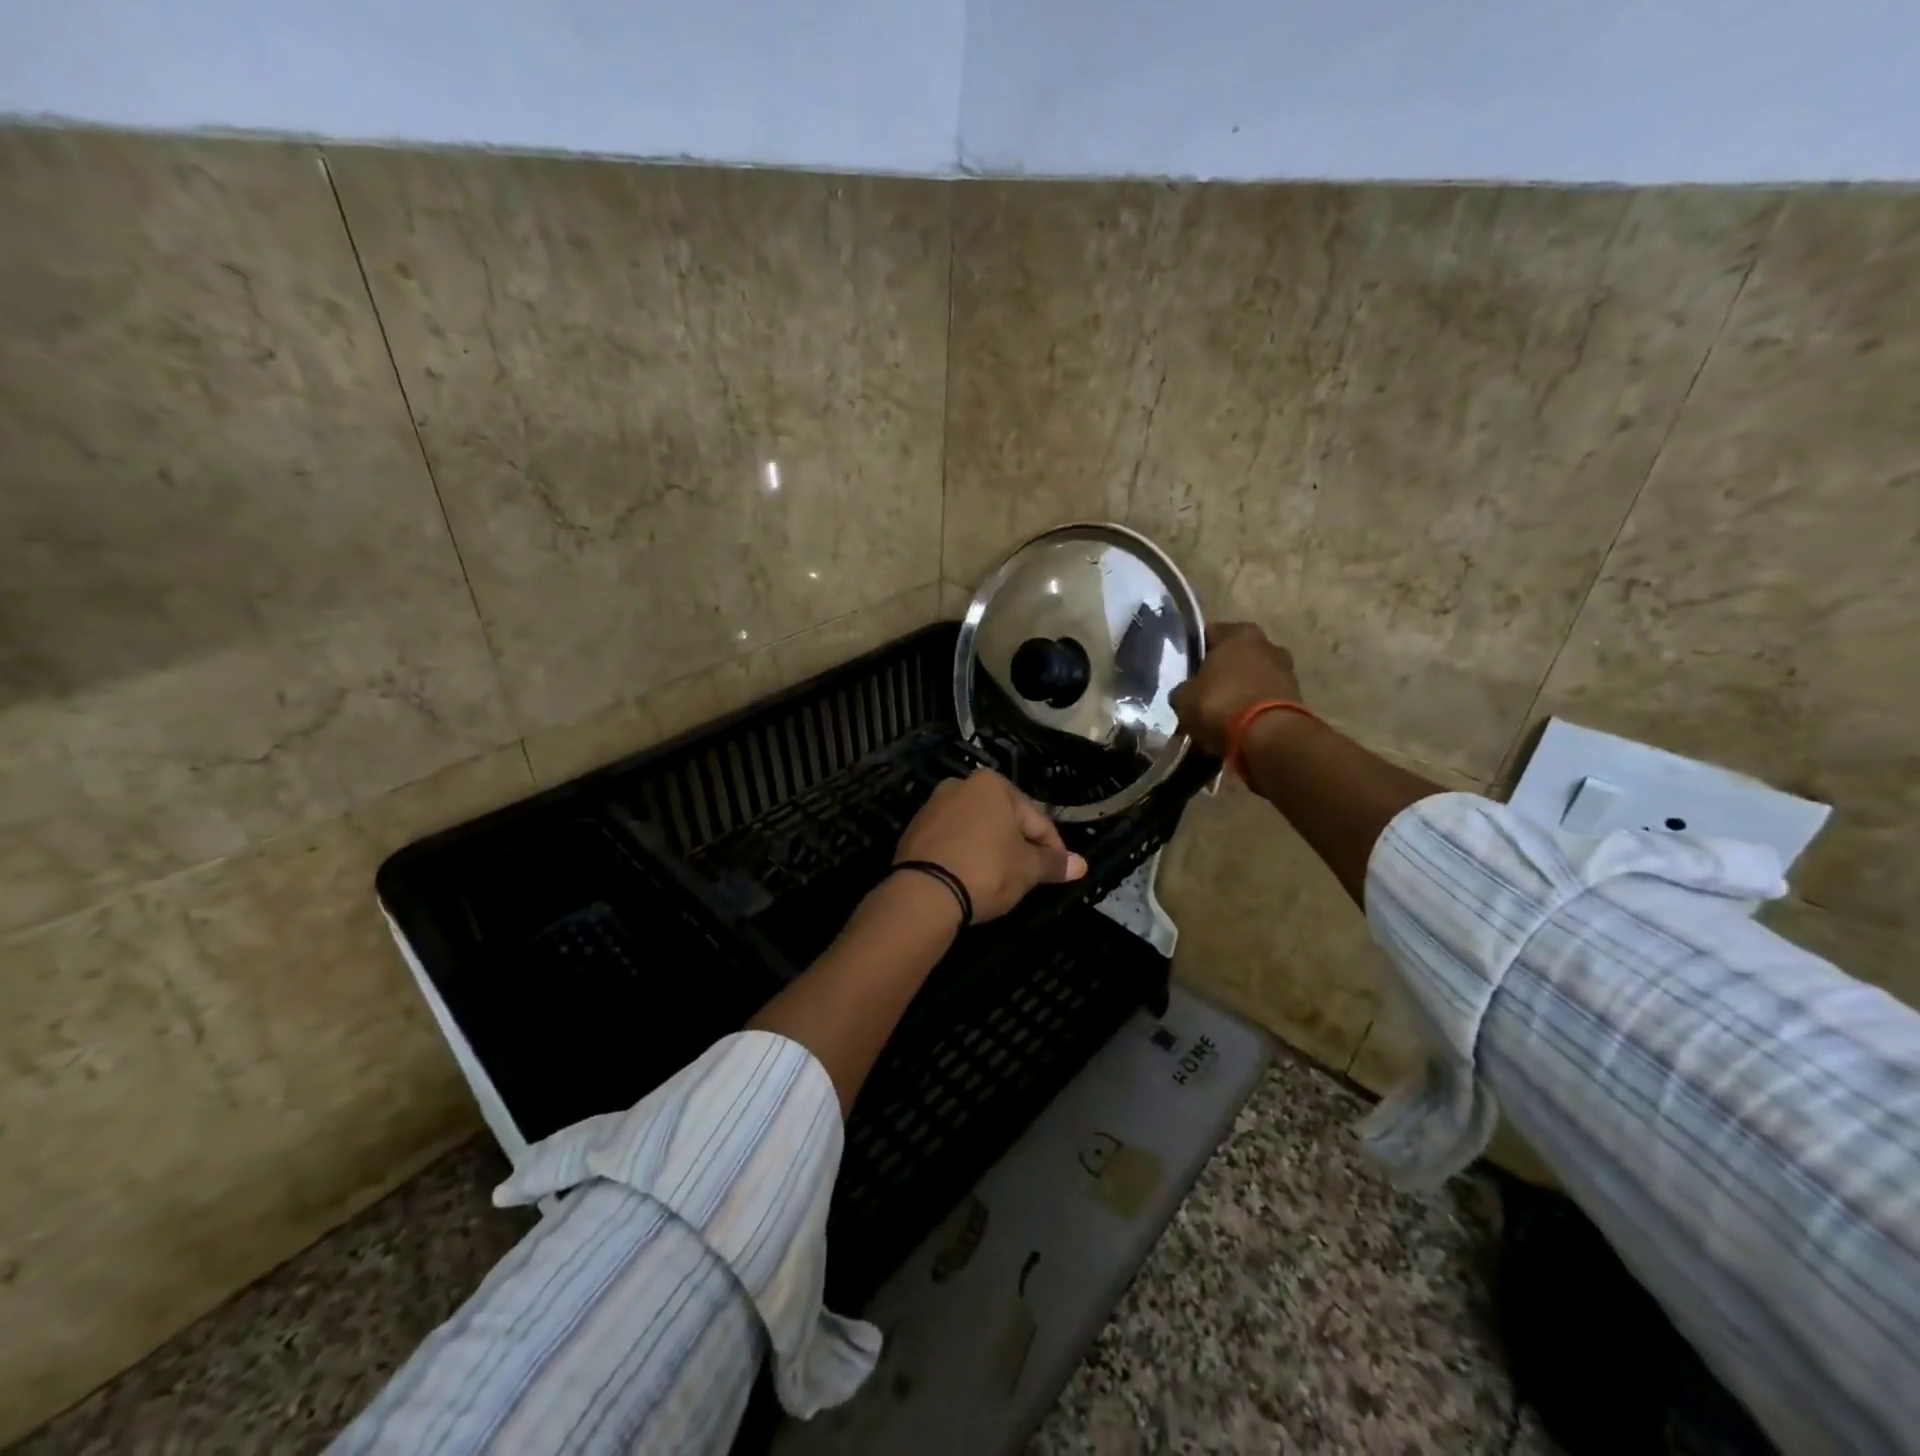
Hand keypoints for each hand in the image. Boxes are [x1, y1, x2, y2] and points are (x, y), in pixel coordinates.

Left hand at [894, 769, 1087, 921]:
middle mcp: (960, 785)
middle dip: (1019, 845)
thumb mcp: (1028, 869)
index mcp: (991, 784)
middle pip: (1003, 819)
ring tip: (1001, 879)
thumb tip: (1081, 865)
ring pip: (976, 829)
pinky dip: (965, 855)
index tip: (1060, 870)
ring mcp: (932, 807)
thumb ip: (1054, 863)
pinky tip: (971, 878)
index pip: (1034, 817)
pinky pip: (951, 841)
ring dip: (992, 850)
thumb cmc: (987, 870)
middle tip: (1031, 875)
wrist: (924, 893)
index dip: (1052, 846)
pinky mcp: (913, 831)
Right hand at [1169, 622, 1304, 757]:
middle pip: (1237, 654)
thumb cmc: (1221, 704)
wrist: (1269, 737)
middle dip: (1223, 670)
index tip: (1186, 670)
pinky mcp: (1297, 698)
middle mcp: (1267, 644)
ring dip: (1241, 689)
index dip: (1196, 651)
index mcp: (1239, 633)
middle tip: (1204, 691)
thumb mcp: (1184, 698)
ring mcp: (1286, 670)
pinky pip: (1266, 698)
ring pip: (1254, 676)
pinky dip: (1255, 707)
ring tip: (1223, 711)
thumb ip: (1185, 689)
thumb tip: (1186, 692)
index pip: (1210, 634)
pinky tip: (1240, 724)